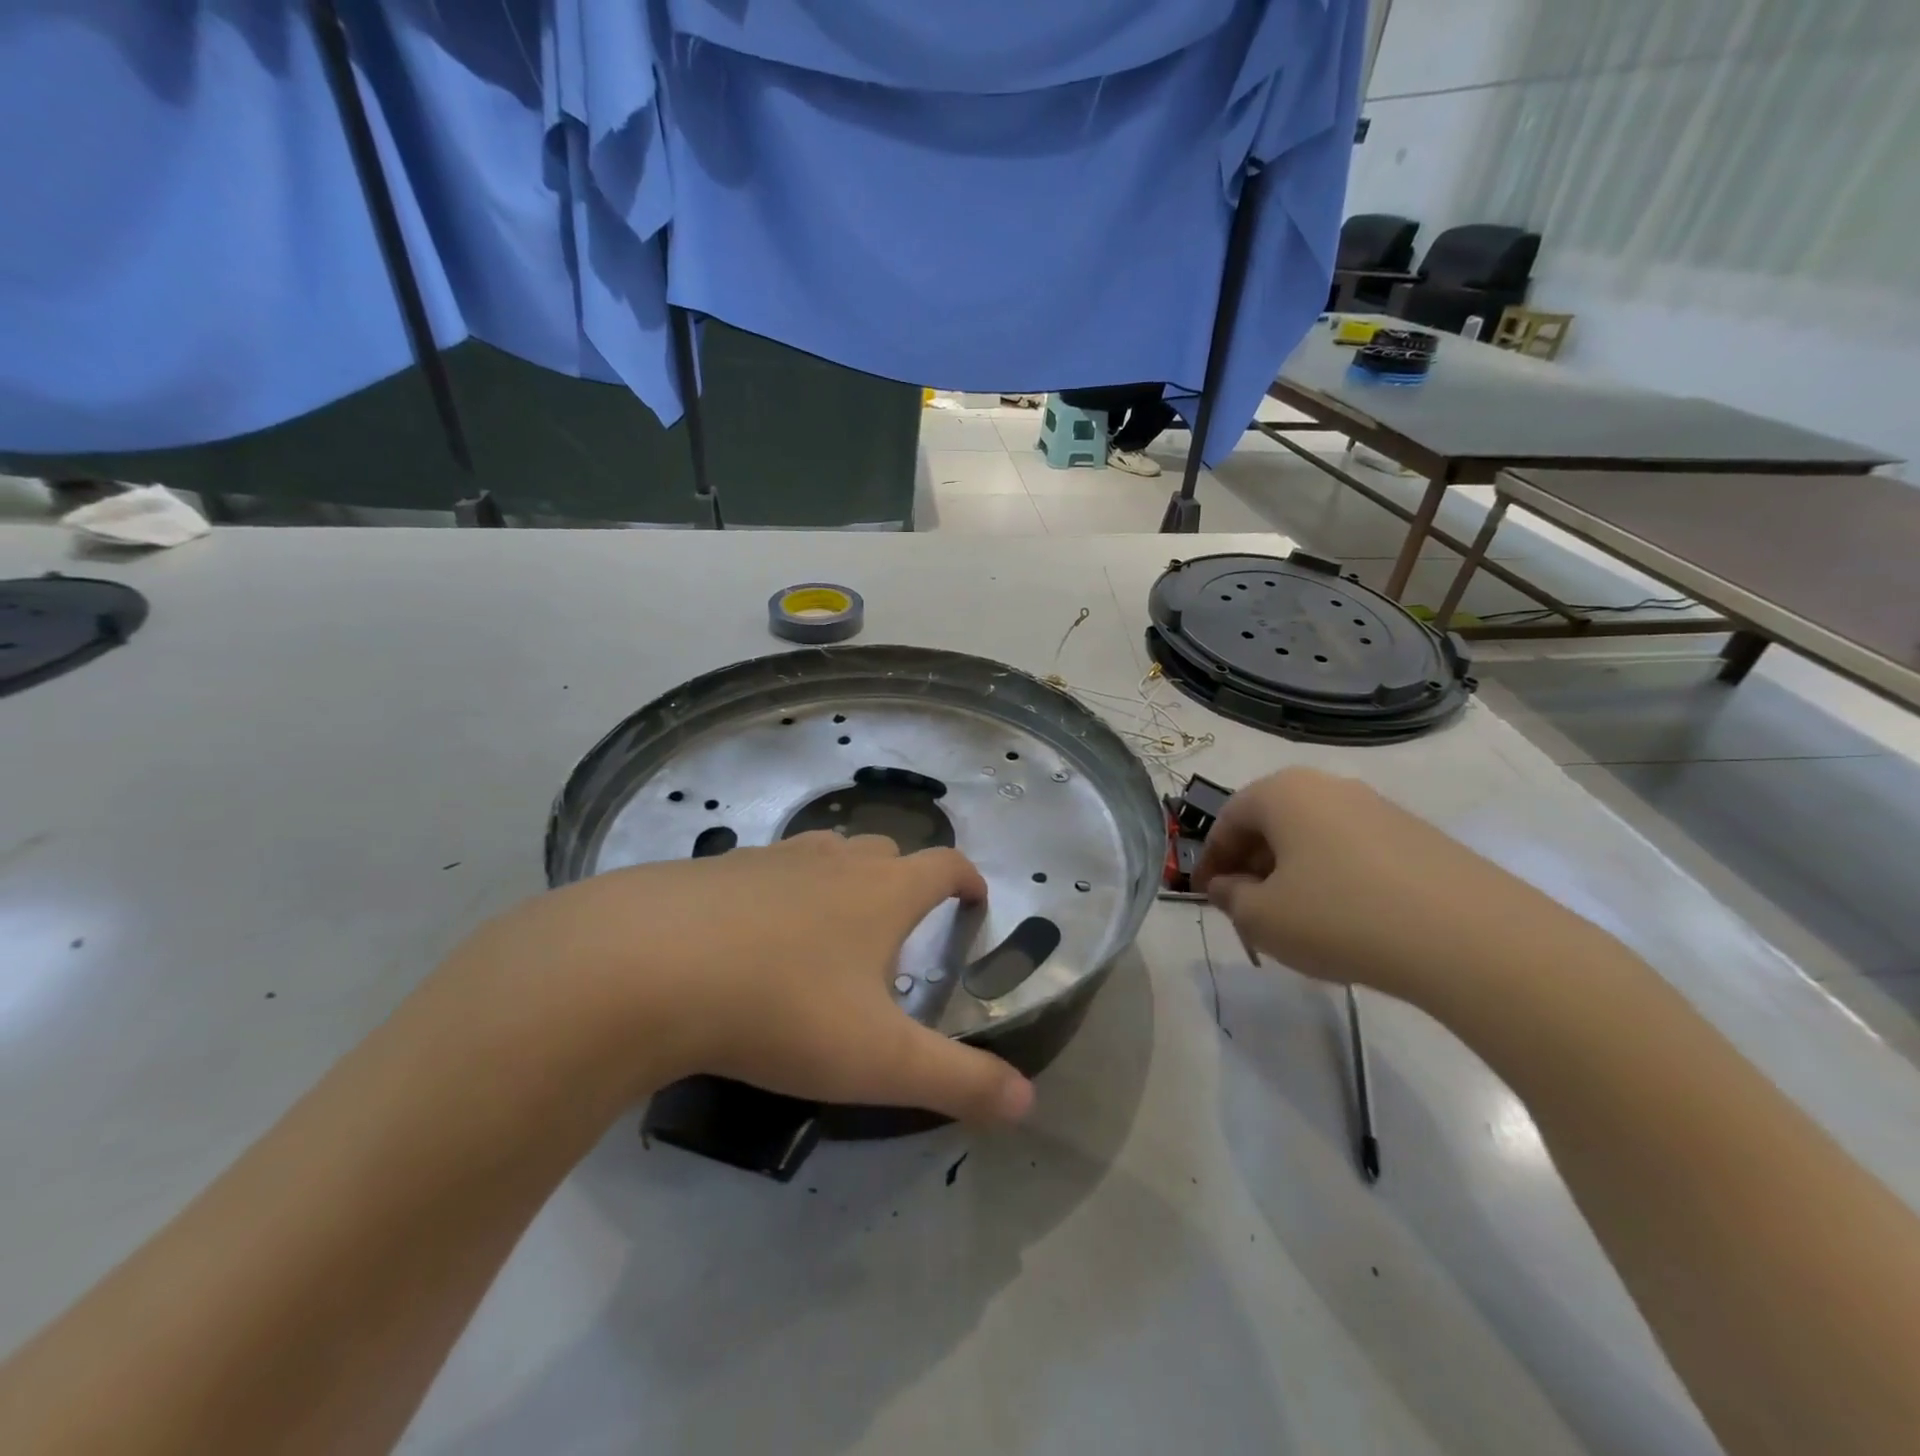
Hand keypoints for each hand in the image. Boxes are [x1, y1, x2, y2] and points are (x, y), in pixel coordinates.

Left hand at [445, 833, 1034, 1123]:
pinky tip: (752, 937)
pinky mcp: (714, 869)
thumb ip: (958, 1081)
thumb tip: (1029, 1103)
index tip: (973, 900)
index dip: (967, 879)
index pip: (944, 865)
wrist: (644, 967)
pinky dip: (779, 891)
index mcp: (882, 891)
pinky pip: (765, 869)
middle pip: (886, 851)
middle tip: (898, 931)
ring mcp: (770, 858)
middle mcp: (833, 861)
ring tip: (831, 930)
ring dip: (842, 880)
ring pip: (824, 854)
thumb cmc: (782, 1009)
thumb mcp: (878, 1061)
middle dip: (904, 880)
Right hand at [1194, 768, 1560, 1002]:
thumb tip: (1227, 887)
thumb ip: (1231, 898)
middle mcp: (1330, 786)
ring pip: (1314, 837)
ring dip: (1293, 874)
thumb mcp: (1263, 918)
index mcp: (1283, 792)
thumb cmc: (1341, 917)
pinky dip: (1336, 879)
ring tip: (1297, 920)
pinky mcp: (1420, 837)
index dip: (1210, 859)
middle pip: (1272, 823)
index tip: (1206, 896)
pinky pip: (1356, 852)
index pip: (1228, 819)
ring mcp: (1380, 808)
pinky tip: (1348, 921)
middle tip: (1248, 910)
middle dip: (1252, 866)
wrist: (1472, 939)